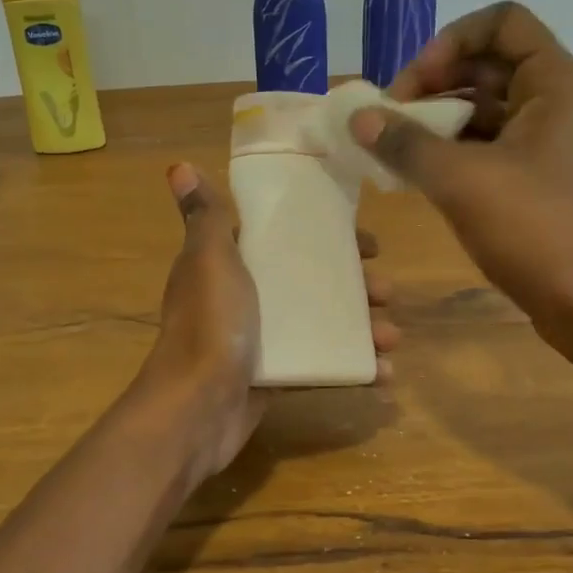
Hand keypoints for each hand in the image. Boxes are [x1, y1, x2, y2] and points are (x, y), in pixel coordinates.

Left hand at [139, 163, 398, 480]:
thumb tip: (179, 166)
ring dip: (360, 327)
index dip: (326, 236)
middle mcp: (244, 297)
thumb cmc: (210, 323)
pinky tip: (381, 373)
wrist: (196, 407)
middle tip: (387, 292)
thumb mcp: (209, 259)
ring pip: (319, 323)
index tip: (367, 244)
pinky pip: (319, 363)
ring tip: (392, 337)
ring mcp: (259, 339)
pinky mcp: (273, 376)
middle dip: (353, 286)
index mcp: (229, 263)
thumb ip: (204, 216)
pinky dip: (350, 367)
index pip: (283, 238)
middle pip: (308, 281)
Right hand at [348, 2, 572, 381]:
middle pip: (486, 63)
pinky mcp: (535, 178)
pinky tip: (415, 174)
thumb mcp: (461, 181)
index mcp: (553, 83)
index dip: (451, 40)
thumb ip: (404, 143)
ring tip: (394, 149)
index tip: (414, 85)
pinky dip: (450, 150)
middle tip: (390, 119)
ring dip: (436, 119)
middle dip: (433, 82)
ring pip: (483, 106)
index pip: (501, 21)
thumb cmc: (536, 231)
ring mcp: (545, 142)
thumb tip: (357, 116)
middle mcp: (553, 102)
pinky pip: (486, 144)